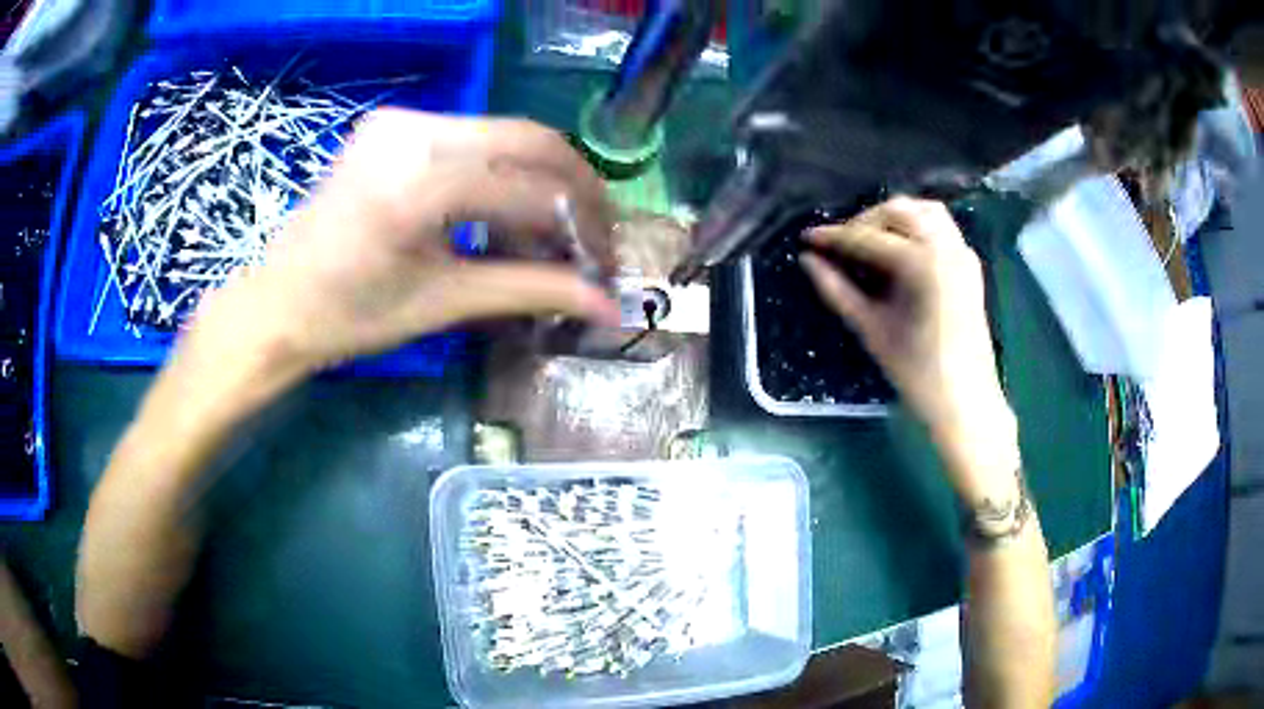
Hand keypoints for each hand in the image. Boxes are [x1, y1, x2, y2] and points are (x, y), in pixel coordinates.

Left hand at [186, 109, 620, 380]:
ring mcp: (401, 120)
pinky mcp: (394, 123)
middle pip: (531, 141)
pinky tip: (501, 213)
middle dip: (576, 191)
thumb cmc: (349, 317)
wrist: (278, 303)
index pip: (532, 189)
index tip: (603, 266)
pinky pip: (473, 137)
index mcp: (417, 185)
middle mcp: (413, 131)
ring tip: (546, 237)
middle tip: (594, 239)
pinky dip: (502, 172)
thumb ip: (533, 290)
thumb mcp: (445, 303)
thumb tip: (610, 307)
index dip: (581, 228)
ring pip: (507, 136)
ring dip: (540, 183)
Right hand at [800, 197, 1018, 500]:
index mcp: (921, 265)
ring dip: (893, 217)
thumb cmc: (916, 373)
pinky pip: (942, 227)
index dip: (834, 237)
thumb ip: (837, 290)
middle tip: (840, 244)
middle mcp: (945, 247)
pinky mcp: (969, 263)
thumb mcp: (871, 329)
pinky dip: (918, 226)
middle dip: (864, 221)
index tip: (806, 237)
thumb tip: (807, 260)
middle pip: (898, 210)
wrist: (965, 400)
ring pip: (923, 210)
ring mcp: (961, 253)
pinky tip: (901, 249)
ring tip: (870, 241)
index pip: (867, 238)